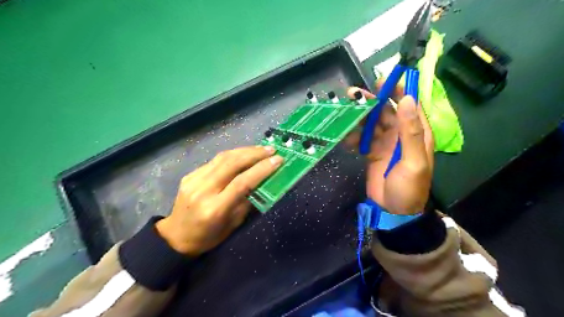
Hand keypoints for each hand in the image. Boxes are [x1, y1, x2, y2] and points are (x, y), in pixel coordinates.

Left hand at [156, 145, 283, 254]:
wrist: (175, 236)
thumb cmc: (208, 237)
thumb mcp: (233, 225)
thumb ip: (247, 202)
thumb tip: (262, 182)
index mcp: (215, 208)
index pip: (242, 182)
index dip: (262, 169)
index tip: (278, 160)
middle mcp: (203, 190)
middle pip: (232, 163)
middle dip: (255, 154)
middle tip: (271, 150)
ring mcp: (193, 180)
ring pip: (223, 157)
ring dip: (245, 150)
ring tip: (260, 149)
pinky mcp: (190, 174)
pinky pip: (214, 160)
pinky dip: (232, 155)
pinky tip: (243, 154)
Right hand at [344, 80, 434, 216]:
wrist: (393, 210)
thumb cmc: (408, 188)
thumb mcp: (413, 161)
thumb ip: (410, 132)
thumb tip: (407, 99)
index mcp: (416, 133)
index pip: (409, 105)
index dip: (398, 91)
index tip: (383, 80)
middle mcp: (400, 134)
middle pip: (386, 112)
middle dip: (371, 102)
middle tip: (353, 94)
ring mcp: (384, 143)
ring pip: (371, 123)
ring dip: (358, 117)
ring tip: (344, 112)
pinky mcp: (371, 152)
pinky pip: (361, 139)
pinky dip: (353, 137)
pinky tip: (345, 138)